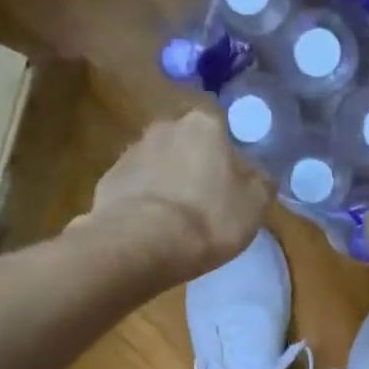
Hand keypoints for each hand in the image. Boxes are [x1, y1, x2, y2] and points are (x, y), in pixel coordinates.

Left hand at [80, 109, 270, 278]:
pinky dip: (142, 203)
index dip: (226, 162)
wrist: (142, 243)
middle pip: (186, 146)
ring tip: (173, 222)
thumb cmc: (208, 218)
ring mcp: (131, 152)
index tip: (228, 189)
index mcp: (204, 125)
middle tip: (202, 204)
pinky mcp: (108, 180)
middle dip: (192, 169)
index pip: (220, 133)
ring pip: (156, 166)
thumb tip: (256, 175)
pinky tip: (148, 229)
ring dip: (165, 185)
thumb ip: (260, 182)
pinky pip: (133, 189)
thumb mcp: (254, 205)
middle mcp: (164, 127)